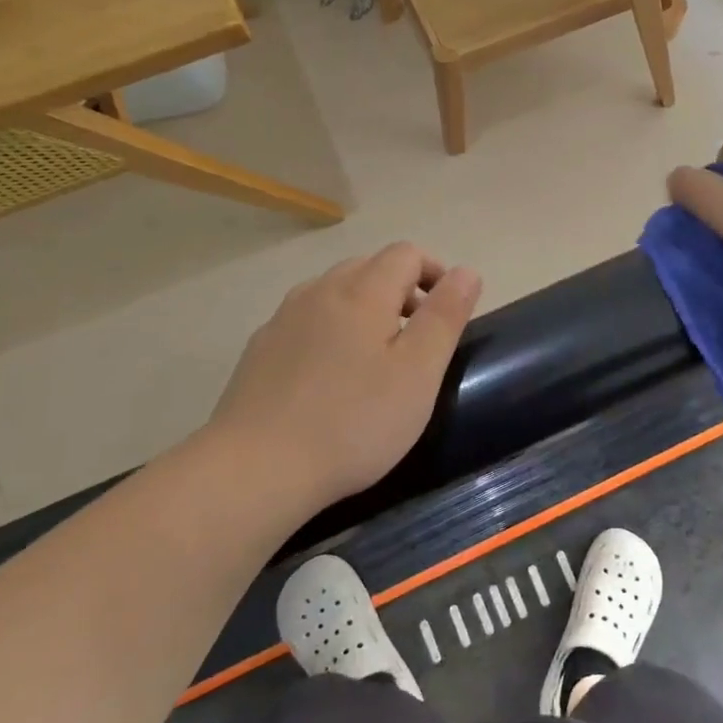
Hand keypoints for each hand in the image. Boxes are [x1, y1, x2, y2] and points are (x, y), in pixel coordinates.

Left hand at [209, 244, 482, 513]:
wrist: (256, 468)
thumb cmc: (353, 421)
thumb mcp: (418, 372)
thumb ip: (445, 316)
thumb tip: (466, 271)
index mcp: (362, 292)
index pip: (406, 254)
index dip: (435, 272)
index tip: (448, 312)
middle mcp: (320, 291)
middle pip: (368, 267)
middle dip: (401, 289)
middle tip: (417, 337)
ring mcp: (283, 319)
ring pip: (334, 291)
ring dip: (364, 307)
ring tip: (376, 356)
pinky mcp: (260, 349)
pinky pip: (306, 320)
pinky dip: (331, 329)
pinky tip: (330, 376)